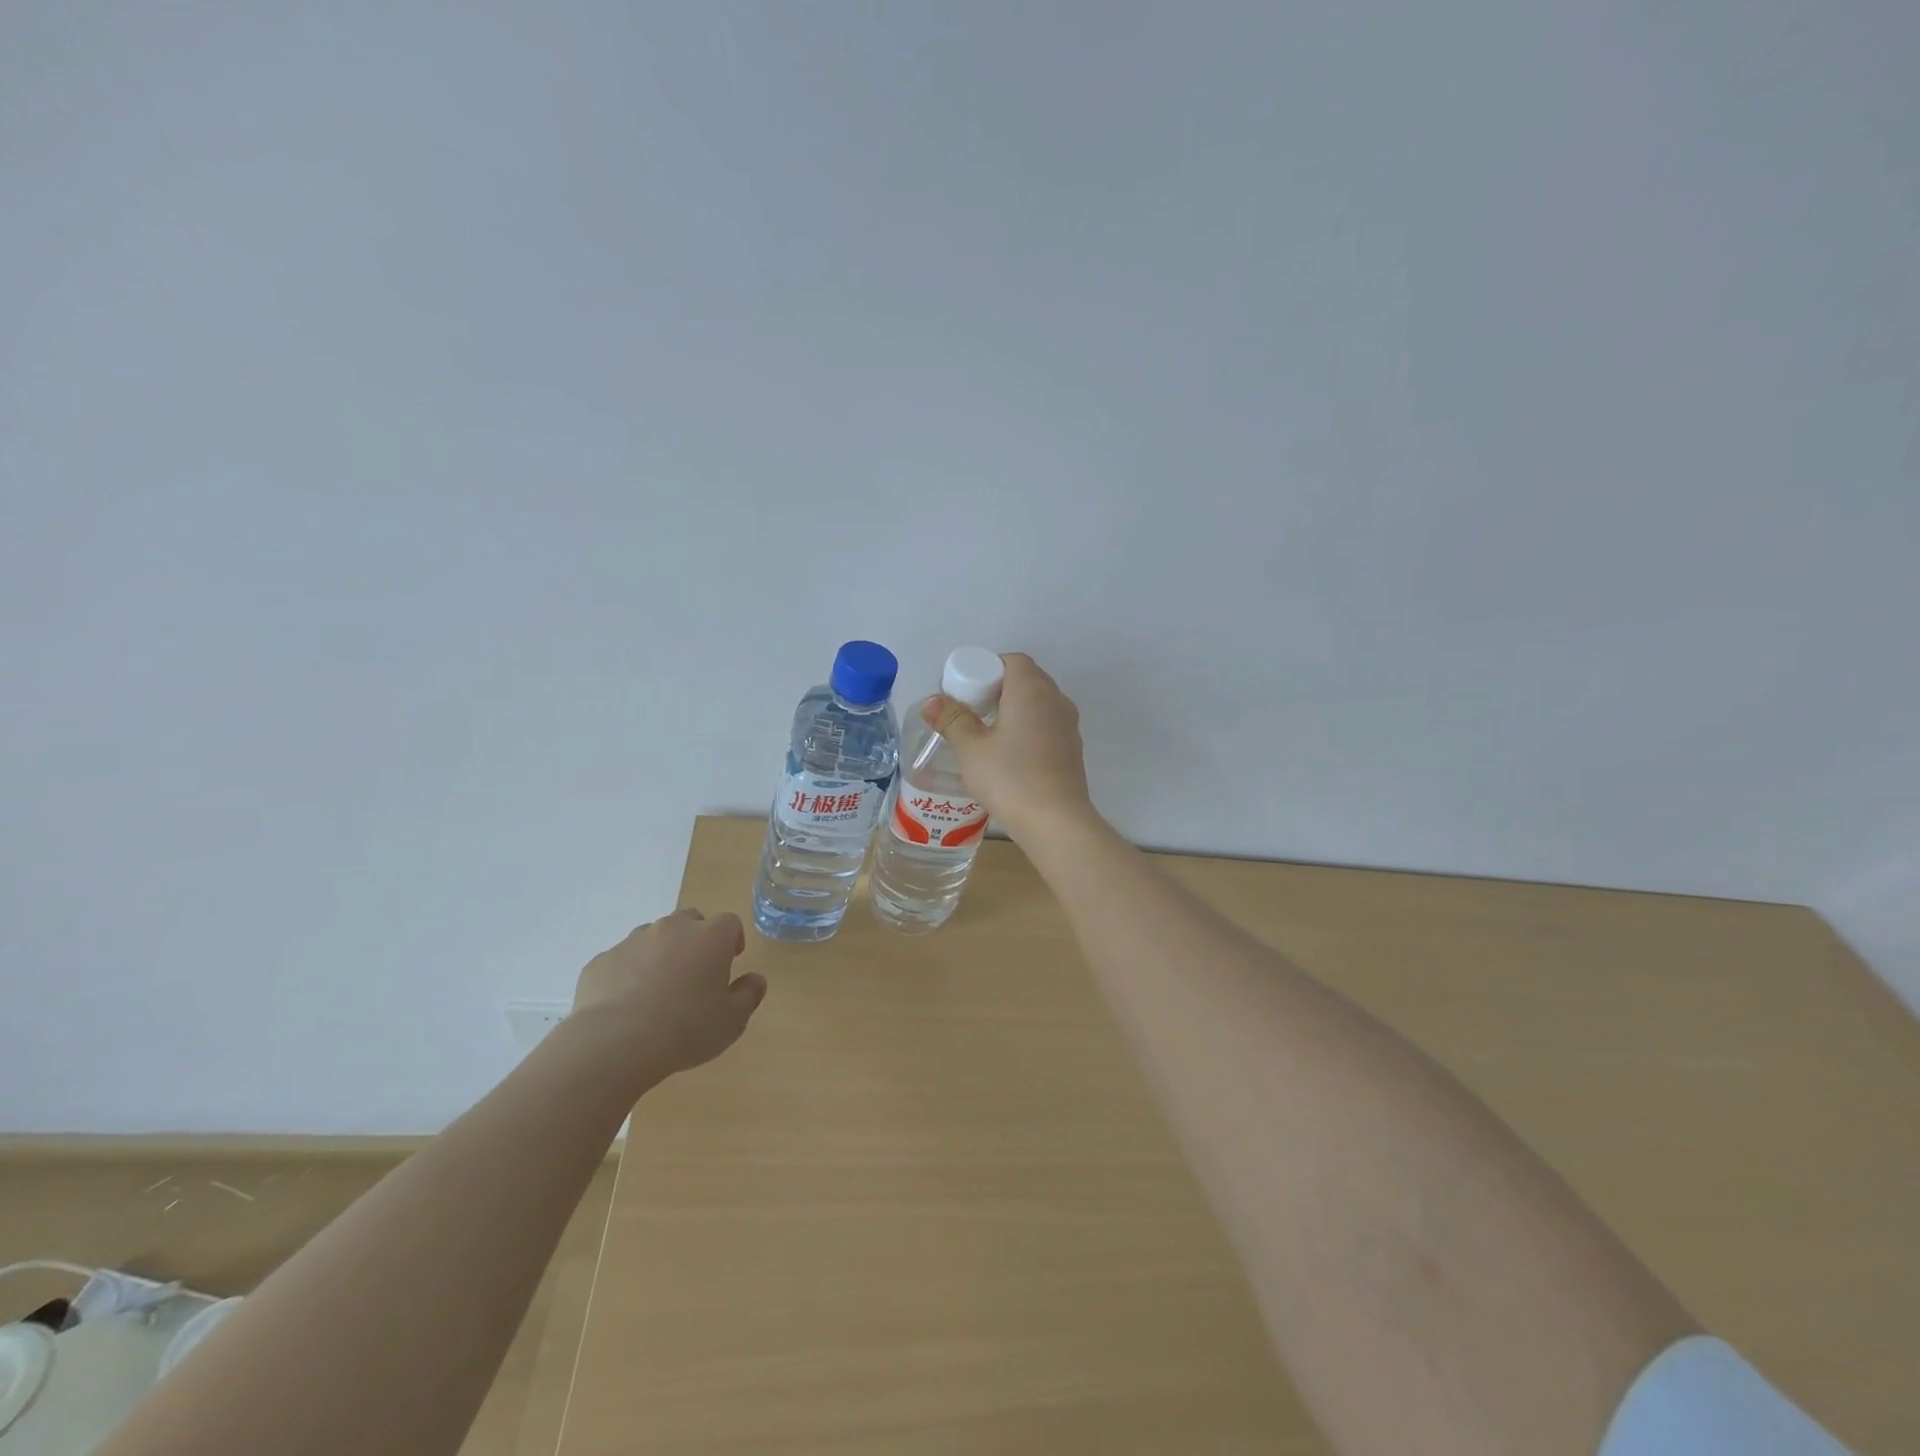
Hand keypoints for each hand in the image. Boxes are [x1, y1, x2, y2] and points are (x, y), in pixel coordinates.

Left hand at [571, 909, 766, 1078]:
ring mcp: (633, 941)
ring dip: (660, 954)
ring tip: (657, 990)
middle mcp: (672, 929)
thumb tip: (755, 979)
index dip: (732, 939)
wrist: (615, 1044)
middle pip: (690, 921)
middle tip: (694, 973)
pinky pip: (621, 960)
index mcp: (710, 937)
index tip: (730, 961)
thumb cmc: (686, 1029)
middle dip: (695, 940)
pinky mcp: (601, 961)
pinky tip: (626, 1005)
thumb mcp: (732, 1021)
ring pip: (653, 937)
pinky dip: (627, 973)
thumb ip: (749, 995)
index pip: (729, 923)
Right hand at [925, 653, 1096, 840]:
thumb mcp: (971, 749)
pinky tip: (1012, 756)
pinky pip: (1048, 726)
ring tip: (989, 735)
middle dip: (999, 689)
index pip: (1012, 660)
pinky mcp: (1074, 750)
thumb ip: (952, 720)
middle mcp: (1056, 699)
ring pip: (1040, 704)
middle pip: (1027, 679)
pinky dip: (1030, 730)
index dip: (988, 669)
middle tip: (973, 713)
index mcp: (1031, 689)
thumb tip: (932, 700)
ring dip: (1016, 711)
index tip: (968, 692)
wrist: (1056, 822)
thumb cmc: (1010, 778)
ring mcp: (1069, 725)